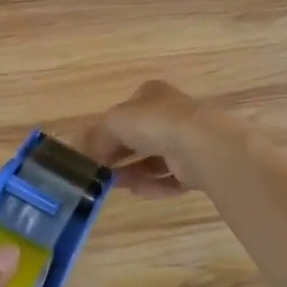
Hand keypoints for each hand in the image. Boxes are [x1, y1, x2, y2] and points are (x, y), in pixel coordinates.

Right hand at [83, 80, 247, 196]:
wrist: (200, 145)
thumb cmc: (153, 123)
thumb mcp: (113, 123)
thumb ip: (96, 137)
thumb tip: (85, 153)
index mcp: (152, 95)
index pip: (126, 111)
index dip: (108, 130)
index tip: (94, 151)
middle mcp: (171, 114)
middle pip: (140, 137)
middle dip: (120, 154)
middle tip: (102, 171)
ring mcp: (187, 140)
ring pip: (154, 159)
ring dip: (133, 172)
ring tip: (115, 185)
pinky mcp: (198, 166)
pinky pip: (170, 177)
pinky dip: (153, 185)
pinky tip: (136, 191)